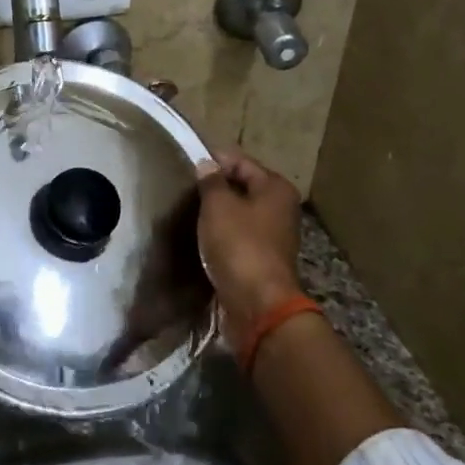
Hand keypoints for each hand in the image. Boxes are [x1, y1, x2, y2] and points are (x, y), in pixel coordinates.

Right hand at [197, 148, 304, 351]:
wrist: (258, 304)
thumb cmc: (239, 246)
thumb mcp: (218, 206)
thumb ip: (211, 181)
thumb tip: (206, 165)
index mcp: (275, 188)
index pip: (241, 161)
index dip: (214, 160)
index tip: (186, 163)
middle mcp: (280, 208)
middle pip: (242, 187)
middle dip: (215, 187)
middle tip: (185, 189)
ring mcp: (273, 235)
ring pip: (239, 213)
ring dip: (217, 213)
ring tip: (188, 212)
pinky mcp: (262, 258)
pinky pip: (238, 236)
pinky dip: (222, 234)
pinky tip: (202, 237)